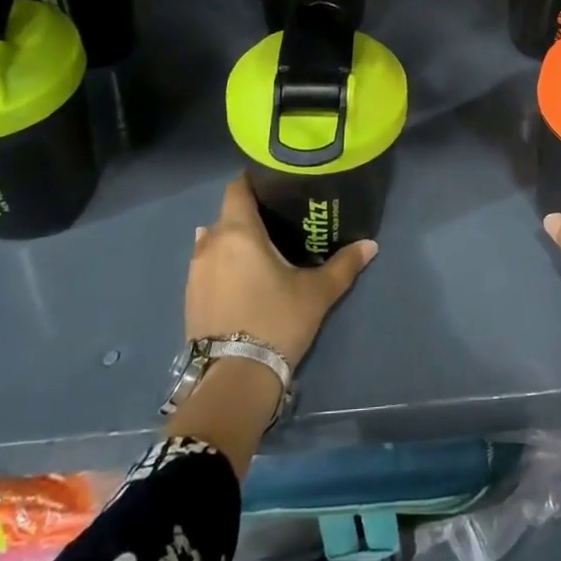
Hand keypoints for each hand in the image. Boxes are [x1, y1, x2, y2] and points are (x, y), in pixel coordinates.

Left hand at [185, 176, 376, 369]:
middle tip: (279, 222)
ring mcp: (195, 272)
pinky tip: (242, 277)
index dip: (254, 181)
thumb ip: (344, 265)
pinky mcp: (189, 298)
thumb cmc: (276, 321)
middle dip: (250, 215)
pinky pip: (206, 266)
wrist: (234, 379)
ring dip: (233, 242)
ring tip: (261, 251)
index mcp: (238, 232)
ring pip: (214, 241)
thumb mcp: (317, 293)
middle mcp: (210, 244)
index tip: (277, 185)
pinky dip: (223, 264)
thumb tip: (371, 245)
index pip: (237, 188)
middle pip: (227, 215)